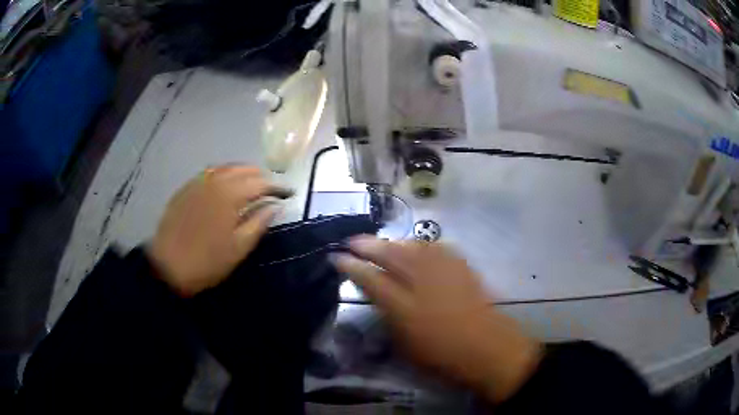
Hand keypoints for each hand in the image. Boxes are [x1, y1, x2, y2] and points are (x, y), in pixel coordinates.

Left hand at [149, 165, 291, 296]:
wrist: (168, 266)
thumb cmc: (207, 261)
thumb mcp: (239, 248)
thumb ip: (259, 222)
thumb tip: (276, 205)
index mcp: (230, 194)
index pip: (261, 183)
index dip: (277, 187)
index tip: (289, 193)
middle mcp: (214, 181)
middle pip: (243, 169)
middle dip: (260, 176)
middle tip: (270, 189)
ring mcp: (197, 183)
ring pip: (225, 168)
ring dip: (242, 172)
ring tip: (251, 184)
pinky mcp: (185, 189)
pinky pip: (209, 173)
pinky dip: (223, 174)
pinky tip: (224, 185)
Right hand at [332, 237, 541, 402]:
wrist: (487, 349)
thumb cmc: (442, 357)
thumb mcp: (405, 345)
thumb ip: (389, 316)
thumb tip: (379, 296)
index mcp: (403, 307)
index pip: (370, 279)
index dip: (351, 267)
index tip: (337, 258)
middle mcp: (422, 283)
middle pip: (390, 254)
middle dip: (368, 245)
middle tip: (353, 241)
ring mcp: (444, 272)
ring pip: (413, 246)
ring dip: (393, 242)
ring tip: (382, 242)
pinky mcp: (462, 267)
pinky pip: (436, 247)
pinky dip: (421, 245)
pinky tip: (416, 247)